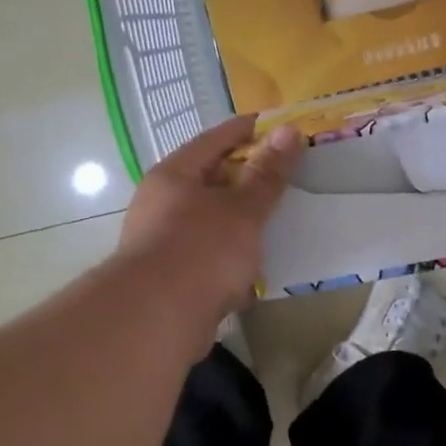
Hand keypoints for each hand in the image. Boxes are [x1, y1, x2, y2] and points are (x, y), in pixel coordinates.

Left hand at [118, 116, 302, 337]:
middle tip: (282, 179)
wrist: (157, 318)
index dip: (246, 131)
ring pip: (207, 224)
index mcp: (173, 176)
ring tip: (273, 226)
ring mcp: (161, 244)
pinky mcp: (168, 280)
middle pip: (208, 183)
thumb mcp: (243, 209)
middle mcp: (160, 204)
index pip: (213, 140)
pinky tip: (252, 274)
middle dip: (244, 182)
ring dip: (237, 226)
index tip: (276, 127)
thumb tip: (288, 130)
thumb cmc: (202, 250)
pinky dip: (227, 262)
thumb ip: (267, 174)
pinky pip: (205, 260)